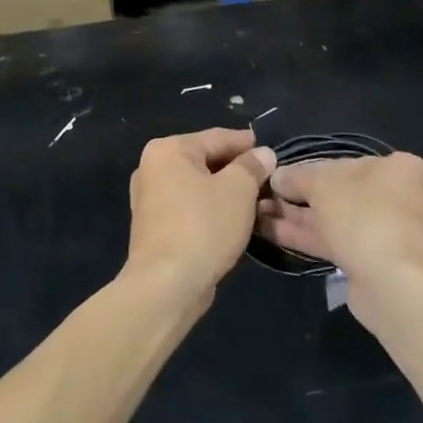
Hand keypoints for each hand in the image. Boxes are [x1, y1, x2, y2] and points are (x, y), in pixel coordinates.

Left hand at [126, 128, 276, 301]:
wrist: (167, 285)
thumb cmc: (203, 226)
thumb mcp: (238, 190)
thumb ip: (252, 166)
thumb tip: (263, 154)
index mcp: (168, 150)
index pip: (217, 137)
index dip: (247, 143)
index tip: (272, 151)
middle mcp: (152, 169)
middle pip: (205, 161)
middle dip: (237, 170)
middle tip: (269, 178)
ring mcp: (150, 200)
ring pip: (198, 187)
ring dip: (225, 192)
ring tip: (257, 200)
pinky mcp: (155, 228)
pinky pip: (190, 208)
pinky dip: (211, 210)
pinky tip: (233, 221)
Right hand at [256, 153, 422, 323]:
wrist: (394, 283)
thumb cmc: (365, 215)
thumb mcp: (323, 183)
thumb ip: (297, 176)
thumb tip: (277, 176)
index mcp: (400, 169)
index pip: (347, 162)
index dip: (310, 168)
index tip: (280, 176)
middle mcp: (402, 199)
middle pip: (341, 193)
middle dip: (299, 196)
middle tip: (264, 197)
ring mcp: (390, 234)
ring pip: (336, 221)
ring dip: (297, 217)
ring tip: (258, 214)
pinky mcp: (376, 264)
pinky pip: (337, 244)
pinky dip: (307, 237)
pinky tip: (273, 233)